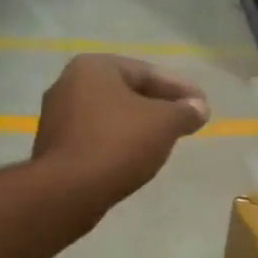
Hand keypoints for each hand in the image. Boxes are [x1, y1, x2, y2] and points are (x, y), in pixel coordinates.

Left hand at [33, 55, 209, 205]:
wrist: (68, 190)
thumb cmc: (118, 144)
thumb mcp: (163, 124)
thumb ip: (185, 112)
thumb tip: (199, 107)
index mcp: (94, 67)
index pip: (147, 72)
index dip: (179, 89)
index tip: (202, 104)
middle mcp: (68, 84)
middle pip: (126, 92)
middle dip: (158, 106)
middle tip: (184, 121)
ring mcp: (57, 117)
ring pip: (109, 116)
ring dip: (137, 126)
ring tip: (163, 141)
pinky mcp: (55, 147)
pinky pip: (95, 138)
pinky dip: (117, 143)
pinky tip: (134, 158)